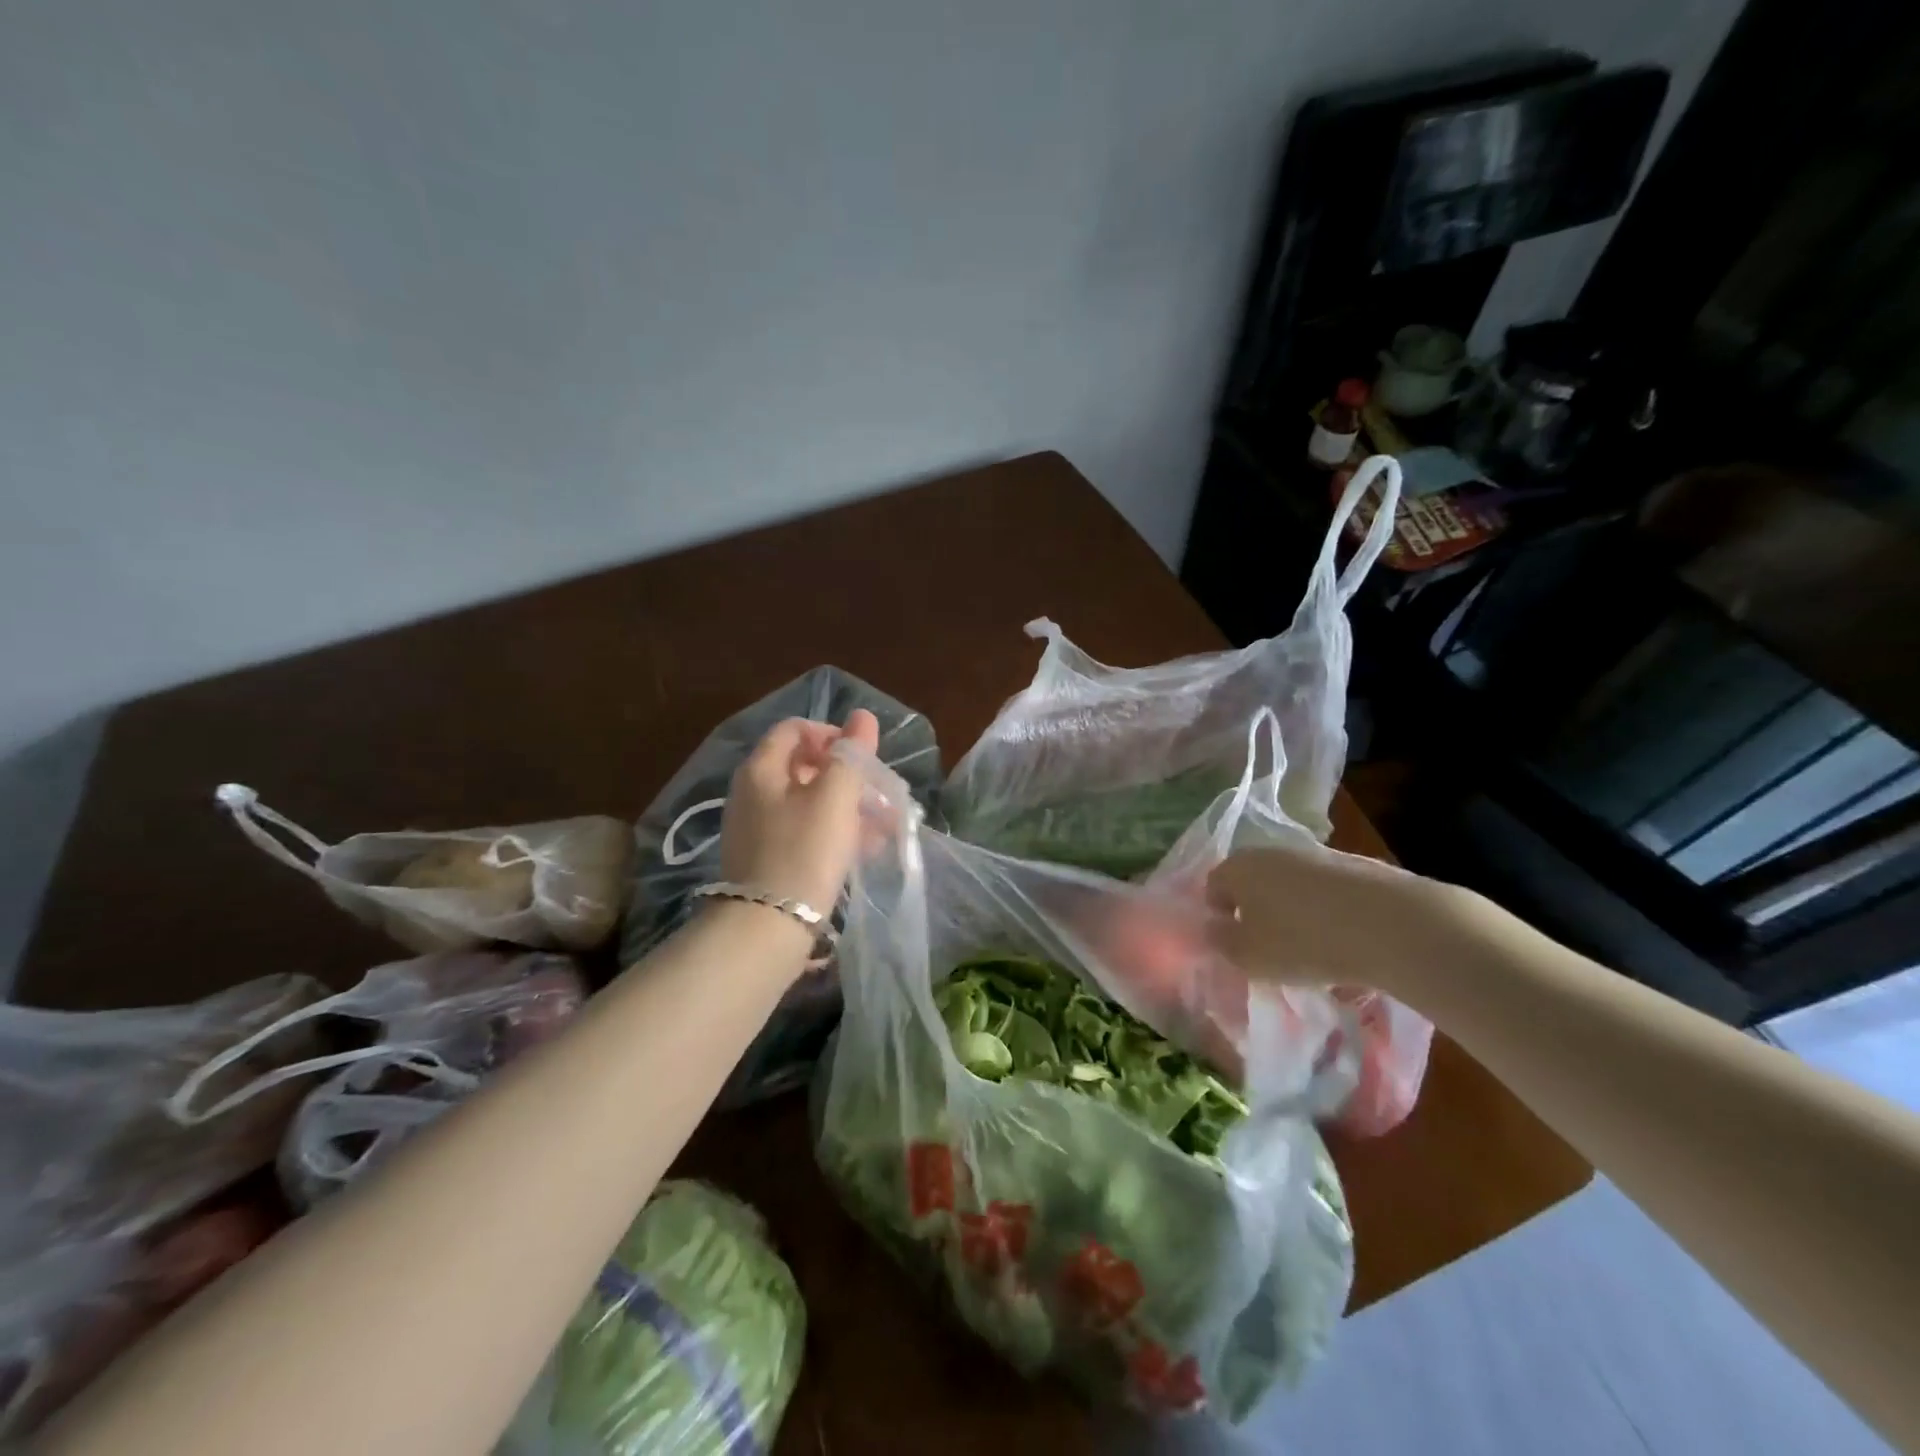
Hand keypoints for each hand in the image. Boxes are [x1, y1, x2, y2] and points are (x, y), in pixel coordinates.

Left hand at [718, 710, 882, 915]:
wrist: (766, 928)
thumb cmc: (804, 852)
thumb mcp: (835, 797)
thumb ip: (851, 754)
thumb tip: (863, 716)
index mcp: (761, 768)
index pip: (795, 729)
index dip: (832, 734)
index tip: (862, 756)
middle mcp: (751, 792)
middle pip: (804, 766)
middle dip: (847, 775)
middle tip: (878, 793)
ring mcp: (756, 828)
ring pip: (808, 802)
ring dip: (847, 806)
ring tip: (883, 826)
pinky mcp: (766, 859)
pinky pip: (804, 832)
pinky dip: (833, 832)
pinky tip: (863, 849)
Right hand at [1206, 842, 1471, 993]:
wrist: (1392, 924)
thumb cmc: (1303, 941)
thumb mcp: (1248, 956)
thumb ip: (1221, 941)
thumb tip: (1213, 928)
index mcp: (1239, 867)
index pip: (1212, 886)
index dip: (1217, 916)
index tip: (1234, 946)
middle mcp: (1271, 852)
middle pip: (1252, 882)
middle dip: (1255, 912)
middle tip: (1267, 948)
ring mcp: (1315, 855)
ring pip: (1290, 886)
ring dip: (1291, 912)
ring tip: (1309, 950)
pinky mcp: (1354, 866)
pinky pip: (1325, 892)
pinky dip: (1326, 912)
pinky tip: (1343, 941)